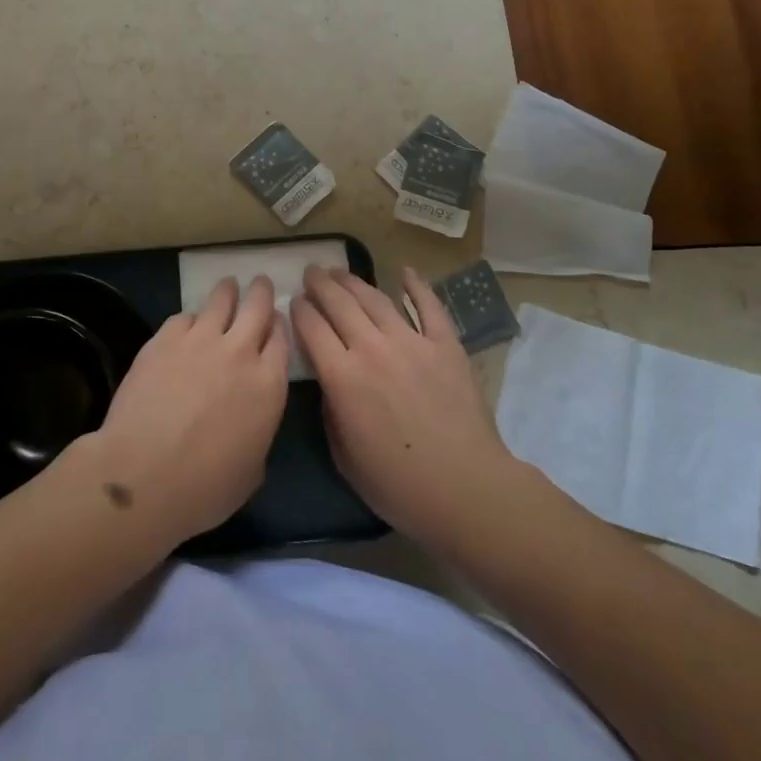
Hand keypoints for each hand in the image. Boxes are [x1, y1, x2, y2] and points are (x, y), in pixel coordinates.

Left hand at [84, 276, 289, 549]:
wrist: (144, 474)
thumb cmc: (205, 488)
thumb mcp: (252, 470)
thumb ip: (258, 431)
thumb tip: (248, 420)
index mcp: (268, 384)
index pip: (281, 340)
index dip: (280, 327)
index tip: (276, 321)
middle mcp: (239, 352)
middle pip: (257, 307)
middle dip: (261, 292)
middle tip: (260, 284)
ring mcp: (200, 340)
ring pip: (221, 300)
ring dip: (228, 291)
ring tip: (228, 286)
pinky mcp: (164, 338)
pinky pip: (184, 317)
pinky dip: (190, 319)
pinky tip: (187, 324)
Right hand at [293, 265, 516, 545]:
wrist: (466, 489)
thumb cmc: (399, 485)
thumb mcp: (344, 456)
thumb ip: (330, 412)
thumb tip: (329, 382)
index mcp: (342, 377)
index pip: (311, 328)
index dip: (299, 310)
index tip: (294, 302)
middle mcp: (372, 349)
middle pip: (339, 303)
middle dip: (320, 284)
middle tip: (311, 272)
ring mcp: (411, 342)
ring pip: (375, 299)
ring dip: (354, 281)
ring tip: (340, 271)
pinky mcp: (445, 345)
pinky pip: (429, 307)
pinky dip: (417, 286)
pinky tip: (406, 272)